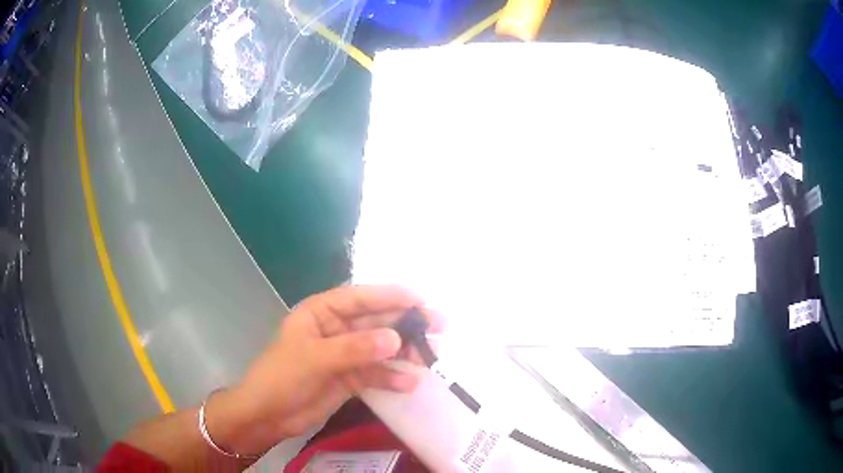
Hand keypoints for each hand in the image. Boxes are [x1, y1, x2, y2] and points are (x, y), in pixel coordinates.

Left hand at [205, 285, 440, 455]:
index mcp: (321, 313)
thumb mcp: (314, 359)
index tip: (420, 299)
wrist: (266, 416)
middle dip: (405, 325)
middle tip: (439, 326)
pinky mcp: (349, 378)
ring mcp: (343, 355)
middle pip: (375, 322)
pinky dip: (392, 378)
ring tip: (431, 357)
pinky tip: (410, 383)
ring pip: (379, 349)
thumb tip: (396, 339)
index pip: (359, 298)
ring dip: (404, 352)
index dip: (390, 296)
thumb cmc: (281, 378)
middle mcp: (335, 330)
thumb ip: (354, 348)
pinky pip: (375, 374)